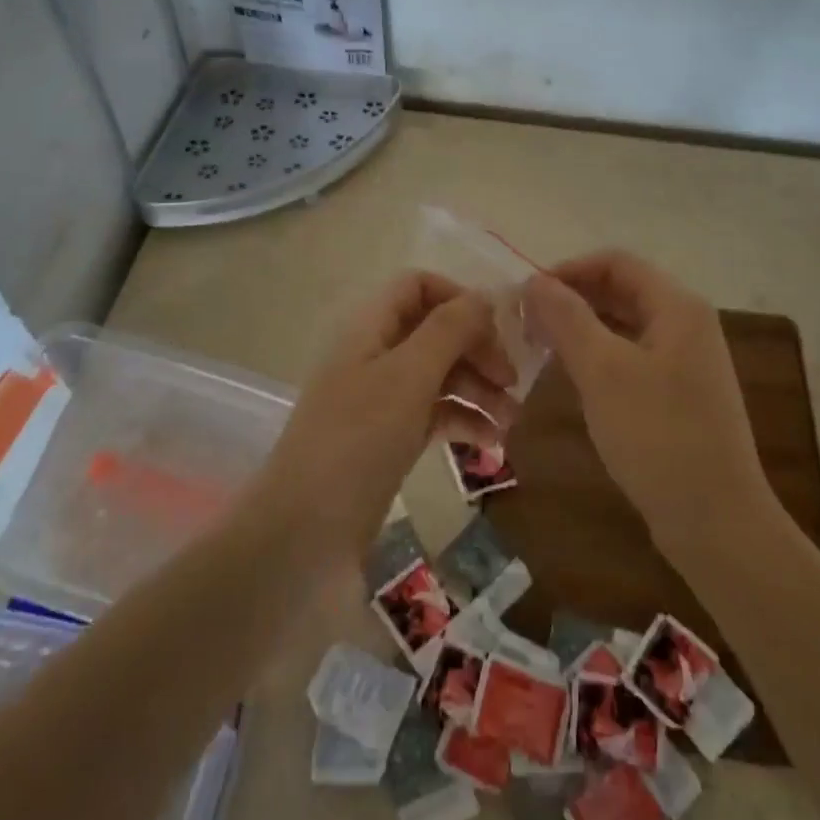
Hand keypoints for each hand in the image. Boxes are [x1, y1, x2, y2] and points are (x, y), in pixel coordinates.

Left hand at [249, 271, 515, 563]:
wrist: (305, 533)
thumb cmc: (358, 440)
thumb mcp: (408, 377)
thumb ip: (448, 330)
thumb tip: (484, 296)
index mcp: (370, 327)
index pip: (417, 286)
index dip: (458, 298)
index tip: (497, 329)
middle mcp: (375, 354)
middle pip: (435, 331)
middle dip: (477, 349)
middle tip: (514, 381)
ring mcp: (381, 398)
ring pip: (439, 374)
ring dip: (478, 388)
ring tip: (513, 419)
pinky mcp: (389, 438)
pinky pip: (434, 413)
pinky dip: (464, 420)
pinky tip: (492, 442)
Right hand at [525, 250, 772, 557]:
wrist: (716, 521)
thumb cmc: (658, 436)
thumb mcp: (604, 371)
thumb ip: (567, 318)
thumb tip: (534, 281)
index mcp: (677, 307)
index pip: (616, 262)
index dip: (568, 269)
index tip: (527, 293)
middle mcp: (687, 325)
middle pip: (622, 291)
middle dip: (572, 298)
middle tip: (526, 321)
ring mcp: (686, 362)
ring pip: (625, 326)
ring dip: (582, 328)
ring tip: (539, 346)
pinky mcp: (680, 395)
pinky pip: (633, 357)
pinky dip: (599, 356)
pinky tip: (571, 376)